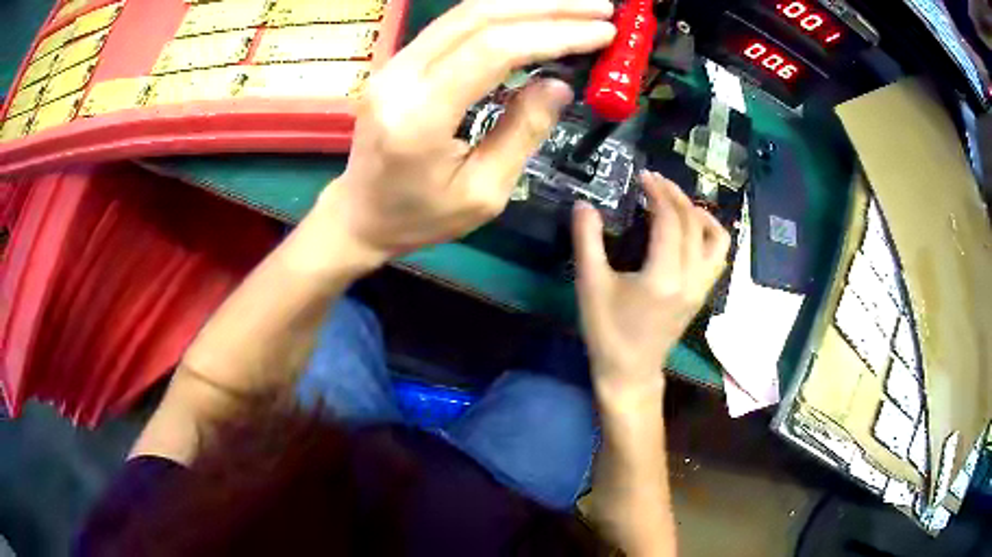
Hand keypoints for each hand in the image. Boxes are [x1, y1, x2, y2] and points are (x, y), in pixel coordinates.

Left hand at [318, 0, 616, 260]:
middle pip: (479, 17)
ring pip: (465, 14)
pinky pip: (454, 26)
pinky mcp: (398, 62)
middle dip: (547, 8)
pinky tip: (533, 17)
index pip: (493, 50)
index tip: (602, 32)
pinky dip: (500, 16)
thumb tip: (559, 84)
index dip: (553, 34)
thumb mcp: (482, 193)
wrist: (359, 215)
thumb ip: (522, 132)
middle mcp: (400, 77)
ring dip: (526, 5)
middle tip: (600, 9)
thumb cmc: (419, 217)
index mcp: (420, 116)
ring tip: (576, 8)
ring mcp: (394, 65)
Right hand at [573, 171, 730, 401]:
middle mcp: (691, 278)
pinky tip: (690, 231)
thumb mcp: (590, 285)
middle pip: (694, 223)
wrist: (630, 372)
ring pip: (716, 239)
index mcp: (663, 276)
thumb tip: (583, 204)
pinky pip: (718, 257)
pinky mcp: (702, 294)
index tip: (642, 176)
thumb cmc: (608, 331)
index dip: (658, 192)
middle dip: (675, 195)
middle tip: (654, 181)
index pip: (670, 220)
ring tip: (678, 204)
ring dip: (700, 214)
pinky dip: (709, 235)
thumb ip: (587, 241)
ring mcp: (701, 288)